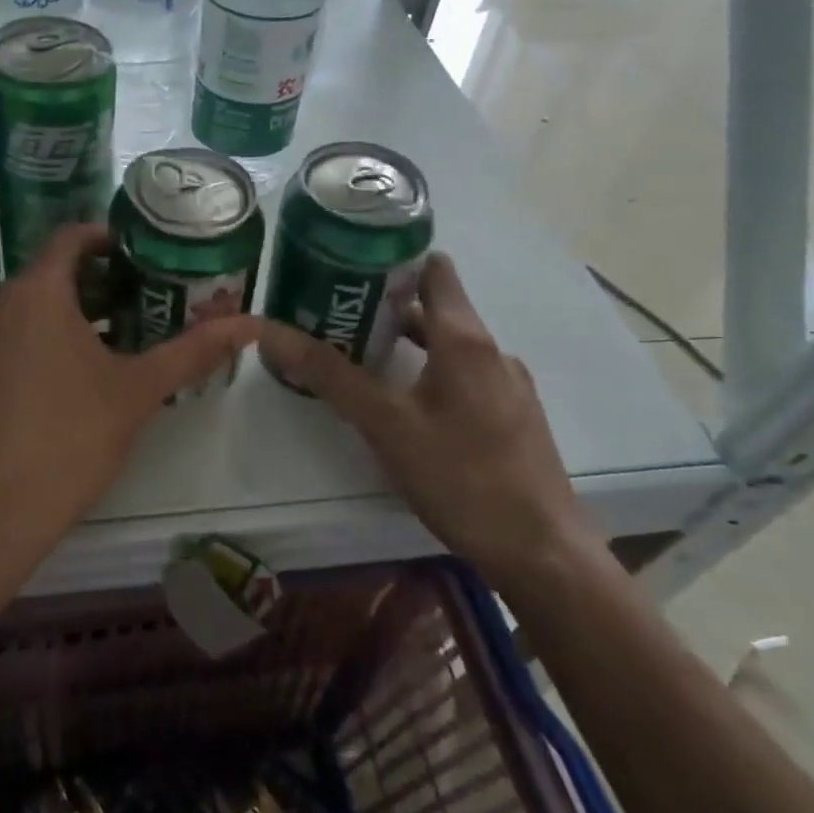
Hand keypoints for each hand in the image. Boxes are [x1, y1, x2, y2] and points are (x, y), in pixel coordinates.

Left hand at [0, 224, 259, 569]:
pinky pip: (16, 331)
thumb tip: (251, 324)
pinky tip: (86, 371)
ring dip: (79, 310)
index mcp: (36, 291)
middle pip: (56, 270)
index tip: (149, 256)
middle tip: (151, 299)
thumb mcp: (138, 391)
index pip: (73, 236)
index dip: (113, 239)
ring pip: (35, 304)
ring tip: (128, 335)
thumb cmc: (68, 439)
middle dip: (105, 280)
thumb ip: (193, 350)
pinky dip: (50, 334)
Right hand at [257, 252, 594, 589]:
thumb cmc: (462, 477)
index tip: (348, 267)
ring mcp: (508, 385)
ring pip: (450, 345)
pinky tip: (405, 405)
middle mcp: (492, 351)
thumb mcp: (386, 425)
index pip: (434, 268)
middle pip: (437, 307)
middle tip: (336, 315)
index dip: (394, 260)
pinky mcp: (513, 417)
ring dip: (408, 344)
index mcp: (465, 339)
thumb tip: (272, 332)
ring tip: (361, 357)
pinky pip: (465, 376)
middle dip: (386, 307)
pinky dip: (431, 373)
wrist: (541, 552)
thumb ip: (330, 375)